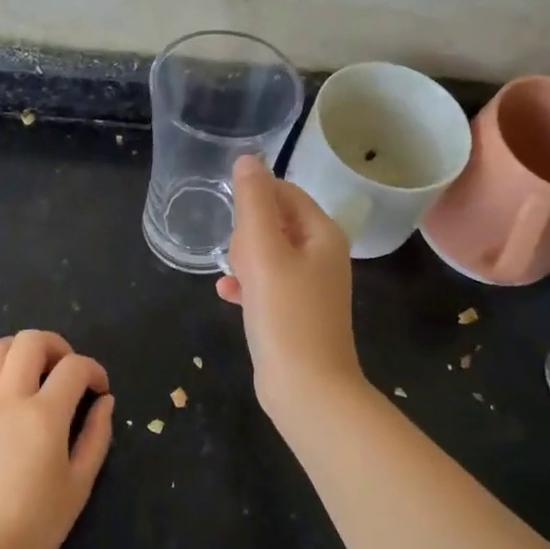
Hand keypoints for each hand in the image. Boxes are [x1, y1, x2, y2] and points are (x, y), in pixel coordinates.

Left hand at [0, 330, 113, 548]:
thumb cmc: (32, 530)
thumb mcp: (78, 487)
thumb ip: (96, 437)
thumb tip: (105, 401)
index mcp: (44, 417)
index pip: (75, 367)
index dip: (94, 370)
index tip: (99, 389)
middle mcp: (6, 400)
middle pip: (30, 341)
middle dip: (56, 346)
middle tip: (64, 371)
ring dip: (17, 352)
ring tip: (28, 375)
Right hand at [216, 155, 363, 415]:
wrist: (307, 389)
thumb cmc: (285, 314)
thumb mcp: (264, 251)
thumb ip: (254, 202)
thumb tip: (248, 160)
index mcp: (323, 234)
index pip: (286, 192)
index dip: (254, 197)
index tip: (230, 217)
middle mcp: (323, 255)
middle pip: (277, 222)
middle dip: (248, 233)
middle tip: (235, 256)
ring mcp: (312, 286)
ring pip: (269, 254)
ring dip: (244, 258)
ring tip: (229, 274)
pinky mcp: (297, 313)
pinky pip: (268, 284)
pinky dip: (248, 284)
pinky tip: (226, 294)